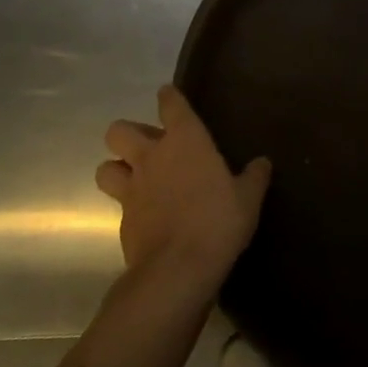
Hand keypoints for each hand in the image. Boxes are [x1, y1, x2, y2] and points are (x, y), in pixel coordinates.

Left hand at [96, 85, 270, 300]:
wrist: (178, 270)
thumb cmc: (218, 221)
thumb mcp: (248, 198)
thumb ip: (254, 177)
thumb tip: (262, 163)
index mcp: (185, 140)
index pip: (170, 104)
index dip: (169, 97)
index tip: (169, 96)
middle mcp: (152, 157)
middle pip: (119, 131)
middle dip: (128, 135)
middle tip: (149, 147)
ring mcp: (132, 189)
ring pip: (105, 168)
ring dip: (116, 169)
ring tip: (135, 178)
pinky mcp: (122, 221)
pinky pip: (117, 204)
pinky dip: (128, 206)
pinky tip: (145, 216)